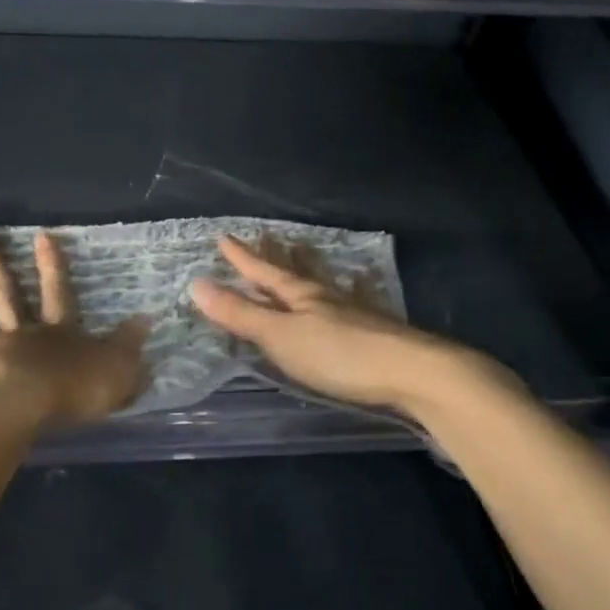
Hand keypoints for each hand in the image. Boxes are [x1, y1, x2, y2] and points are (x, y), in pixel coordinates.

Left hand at [0, 223, 145, 430]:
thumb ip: (128, 349)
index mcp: (52, 335)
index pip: (57, 294)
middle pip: (1, 290)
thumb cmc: (68, 394)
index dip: (52, 266)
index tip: (43, 235)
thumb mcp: (115, 373)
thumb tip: (146, 321)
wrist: (17, 410)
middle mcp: (13, 334)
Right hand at [189, 235, 506, 415]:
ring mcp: (354, 314)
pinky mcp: (374, 334)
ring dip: (306, 272)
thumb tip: (196, 284)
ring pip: (322, 287)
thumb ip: (241, 314)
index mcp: (301, 296)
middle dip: (275, 257)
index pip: (264, 272)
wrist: (413, 373)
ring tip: (301, 259)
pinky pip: (346, 305)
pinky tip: (350, 299)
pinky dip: (338, 296)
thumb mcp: (280, 336)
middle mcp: (326, 298)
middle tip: (265, 236)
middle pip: (294, 272)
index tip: (224, 237)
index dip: (242, 258)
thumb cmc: (338, 354)